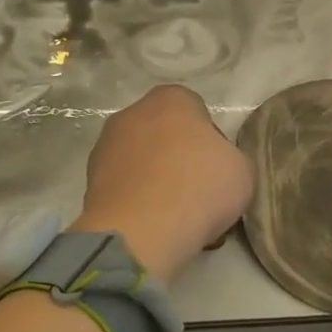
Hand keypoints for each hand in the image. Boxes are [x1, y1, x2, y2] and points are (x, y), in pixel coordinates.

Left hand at [71, 84, 252, 283]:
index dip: (210, 141)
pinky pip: (123, 185)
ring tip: (172, 213)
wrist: (142, 233)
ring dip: (154, 178)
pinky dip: (136, 199)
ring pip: (141, 159)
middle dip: (178, 156)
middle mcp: (133, 112)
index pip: (197, 111)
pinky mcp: (89, 180)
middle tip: (196, 190)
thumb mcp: (242, 170)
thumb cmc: (200, 188)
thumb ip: (229, 157)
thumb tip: (215, 165)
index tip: (217, 168)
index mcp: (172, 98)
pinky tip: (151, 224)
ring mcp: (105, 145)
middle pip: (164, 132)